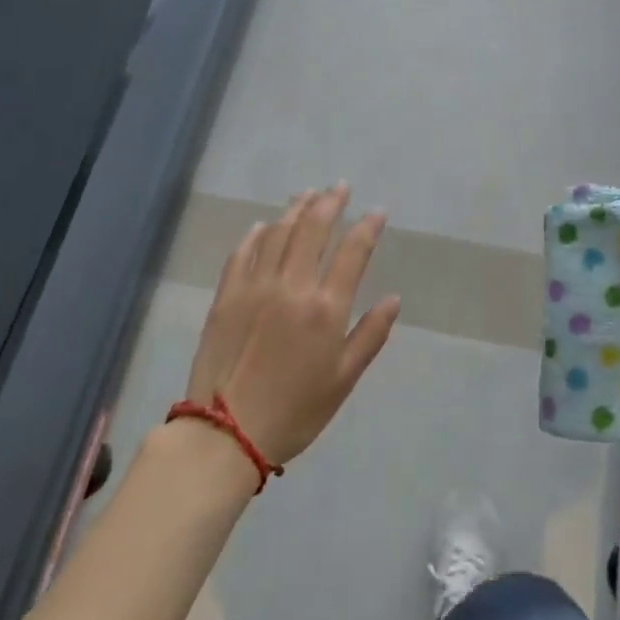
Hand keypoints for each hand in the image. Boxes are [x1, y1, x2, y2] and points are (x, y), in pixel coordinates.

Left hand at [185, 184, 400, 467]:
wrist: (225, 432)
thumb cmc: (295, 411)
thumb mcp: (343, 379)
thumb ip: (371, 335)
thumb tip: (393, 299)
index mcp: (325, 308)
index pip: (352, 252)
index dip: (367, 226)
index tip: (377, 212)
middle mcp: (291, 286)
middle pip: (312, 229)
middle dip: (330, 202)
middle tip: (340, 186)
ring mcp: (254, 286)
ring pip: (277, 233)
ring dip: (295, 209)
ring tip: (307, 194)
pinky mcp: (226, 295)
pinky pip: (242, 253)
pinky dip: (255, 234)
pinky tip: (263, 225)